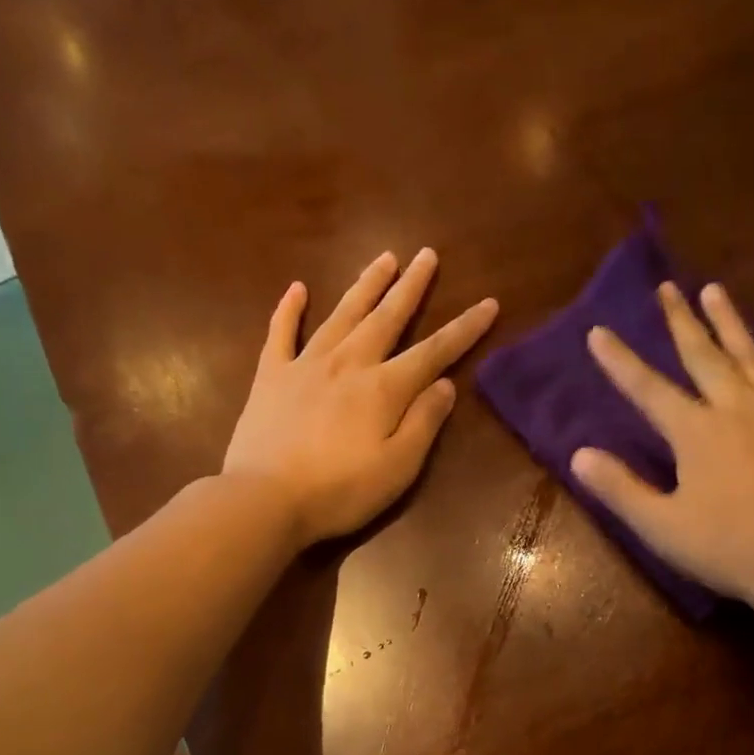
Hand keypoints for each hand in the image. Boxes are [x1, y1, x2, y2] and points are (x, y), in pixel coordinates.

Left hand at [223, 249, 497, 544]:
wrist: (264, 499)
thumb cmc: (340, 491)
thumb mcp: (398, 467)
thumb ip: (424, 422)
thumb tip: (446, 384)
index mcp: (384, 389)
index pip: (434, 352)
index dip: (464, 328)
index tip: (488, 303)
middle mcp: (348, 364)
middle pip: (386, 318)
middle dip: (411, 287)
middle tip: (427, 255)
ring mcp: (305, 365)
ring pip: (342, 314)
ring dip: (365, 285)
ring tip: (384, 259)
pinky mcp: (271, 376)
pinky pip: (281, 333)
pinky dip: (289, 309)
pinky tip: (297, 288)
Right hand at [570, 281, 753, 611]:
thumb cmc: (726, 548)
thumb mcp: (661, 526)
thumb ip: (620, 488)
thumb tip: (578, 454)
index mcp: (696, 432)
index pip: (648, 389)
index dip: (620, 361)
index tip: (599, 331)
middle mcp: (738, 409)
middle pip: (703, 356)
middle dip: (680, 321)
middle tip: (666, 287)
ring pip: (752, 357)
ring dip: (730, 323)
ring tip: (714, 291)